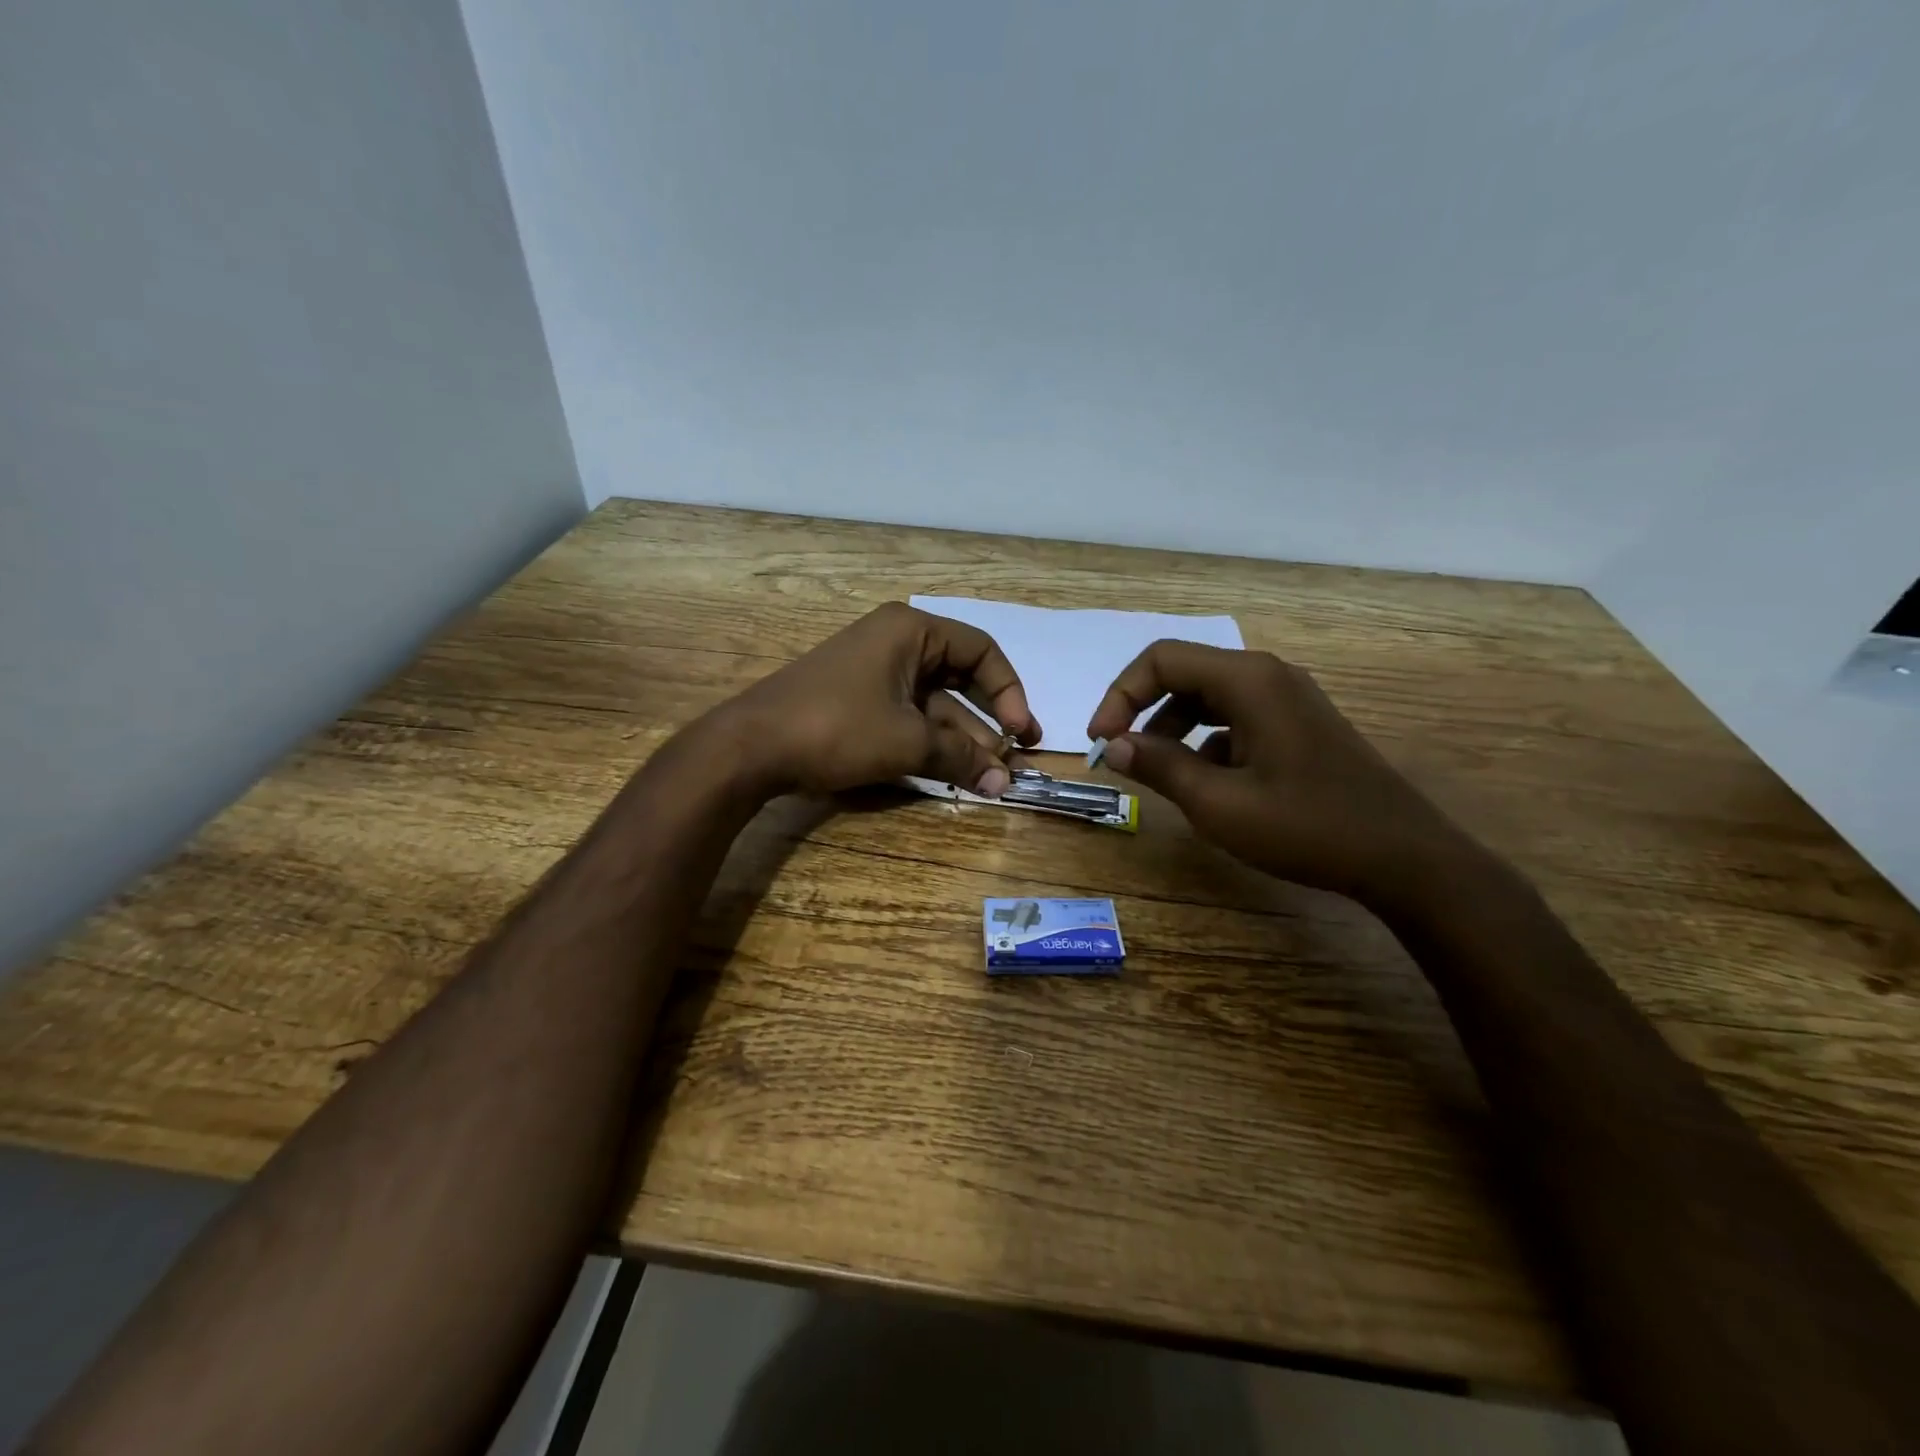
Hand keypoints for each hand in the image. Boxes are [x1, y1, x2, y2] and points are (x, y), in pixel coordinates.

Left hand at [720, 602, 1040, 796]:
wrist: (751, 747)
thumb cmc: (837, 727)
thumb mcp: (907, 742)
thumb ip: (961, 758)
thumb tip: (1005, 784)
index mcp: (911, 631)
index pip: (981, 651)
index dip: (1009, 691)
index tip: (1021, 732)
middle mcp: (896, 643)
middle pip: (960, 678)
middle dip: (989, 721)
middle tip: (1018, 756)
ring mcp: (874, 673)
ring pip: (934, 705)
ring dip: (963, 740)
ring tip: (992, 778)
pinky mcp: (858, 702)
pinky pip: (908, 717)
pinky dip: (932, 743)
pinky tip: (953, 772)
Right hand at [1086, 642, 1465, 906]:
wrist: (1403, 857)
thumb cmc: (1307, 826)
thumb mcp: (1219, 804)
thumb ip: (1160, 766)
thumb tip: (1113, 745)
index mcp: (1248, 681)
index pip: (1162, 660)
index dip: (1120, 695)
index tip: (1101, 741)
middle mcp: (1268, 676)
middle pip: (1185, 674)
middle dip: (1144, 711)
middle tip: (1121, 755)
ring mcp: (1288, 700)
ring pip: (1209, 698)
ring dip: (1173, 729)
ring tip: (1161, 774)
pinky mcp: (1299, 725)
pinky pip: (1236, 718)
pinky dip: (1207, 742)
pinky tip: (1209, 785)